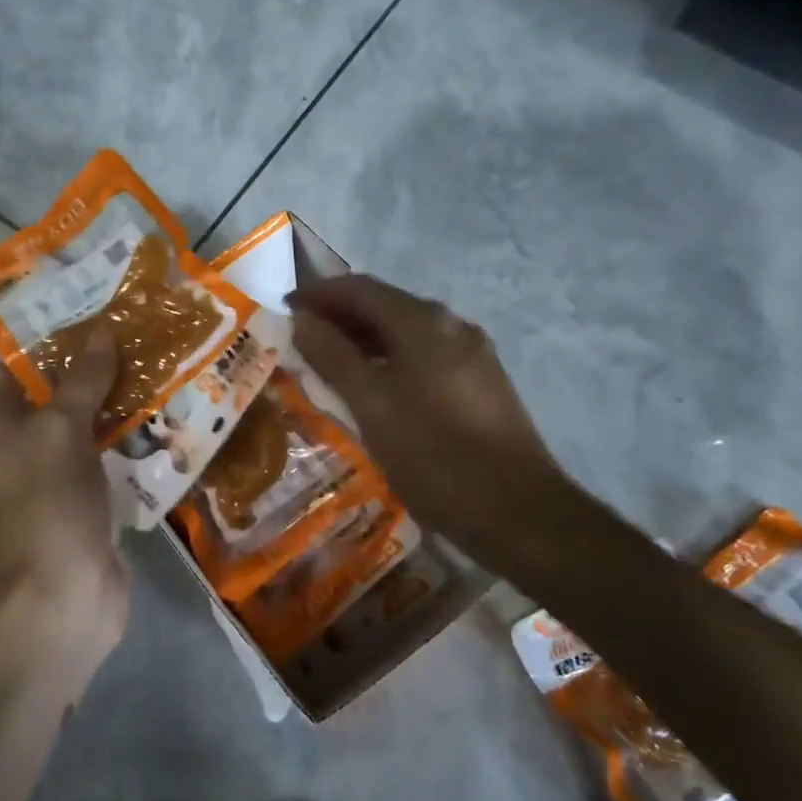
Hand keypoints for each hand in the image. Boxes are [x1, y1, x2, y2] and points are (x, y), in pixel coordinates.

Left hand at [0, 329, 128, 651]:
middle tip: (138, 336)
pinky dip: (126, 441)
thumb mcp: (63, 428)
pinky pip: (102, 459)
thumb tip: (102, 332)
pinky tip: (164, 419)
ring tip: (159, 368)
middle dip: (92, 369)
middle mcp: (14, 445)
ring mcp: (48, 476)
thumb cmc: (48, 500)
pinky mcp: (80, 501)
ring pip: (82, 427)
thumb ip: (83, 379)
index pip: (13, 365)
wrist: (63, 594)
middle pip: (53, 394)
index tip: (95, 314)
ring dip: (115, 405)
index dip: (50, 339)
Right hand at [289, 275, 578, 576]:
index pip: (360, 288)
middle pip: (384, 306)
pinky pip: (424, 357)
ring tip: (327, 365)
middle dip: (339, 317)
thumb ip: (333, 358)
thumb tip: (302, 320)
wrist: (518, 511)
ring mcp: (472, 354)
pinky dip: (389, 361)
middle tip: (299, 340)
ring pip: (405, 334)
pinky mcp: (481, 383)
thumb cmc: (434, 456)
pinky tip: (373, 389)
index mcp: (423, 322)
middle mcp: (451, 325)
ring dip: (363, 341)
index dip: (318, 295)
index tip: (283, 310)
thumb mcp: (372, 406)